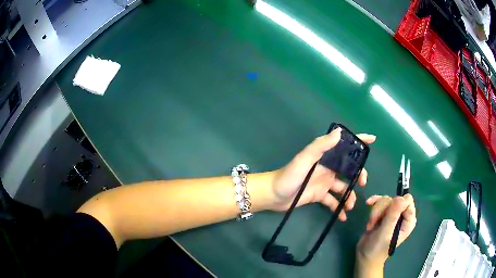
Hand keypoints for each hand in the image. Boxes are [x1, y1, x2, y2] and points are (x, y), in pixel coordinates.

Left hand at [269, 128, 375, 220]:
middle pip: (349, 169)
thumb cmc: (288, 176)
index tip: (373, 139)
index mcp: (324, 157)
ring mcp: (324, 183)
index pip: (344, 145)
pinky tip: (342, 216)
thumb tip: (339, 132)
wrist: (273, 195)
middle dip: (359, 175)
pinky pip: (333, 202)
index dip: (358, 141)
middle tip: (362, 185)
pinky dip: (339, 208)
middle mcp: (327, 169)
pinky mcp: (319, 196)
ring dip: (349, 196)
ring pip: (343, 188)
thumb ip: (320, 146)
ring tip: (350, 206)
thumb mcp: (304, 160)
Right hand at [356, 194, 416, 268]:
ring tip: (370, 225)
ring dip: (375, 211)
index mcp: (408, 220)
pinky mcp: (383, 213)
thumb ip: (393, 216)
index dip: (396, 204)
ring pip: (386, 200)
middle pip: (394, 199)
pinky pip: (380, 200)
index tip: (386, 214)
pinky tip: (368, 204)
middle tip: (373, 222)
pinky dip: (374, 202)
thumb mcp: (385, 233)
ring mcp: (393, 213)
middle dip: (382, 209)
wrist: (365, 256)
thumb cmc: (377, 249)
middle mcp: (402, 215)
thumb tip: (400, 198)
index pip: (407, 201)